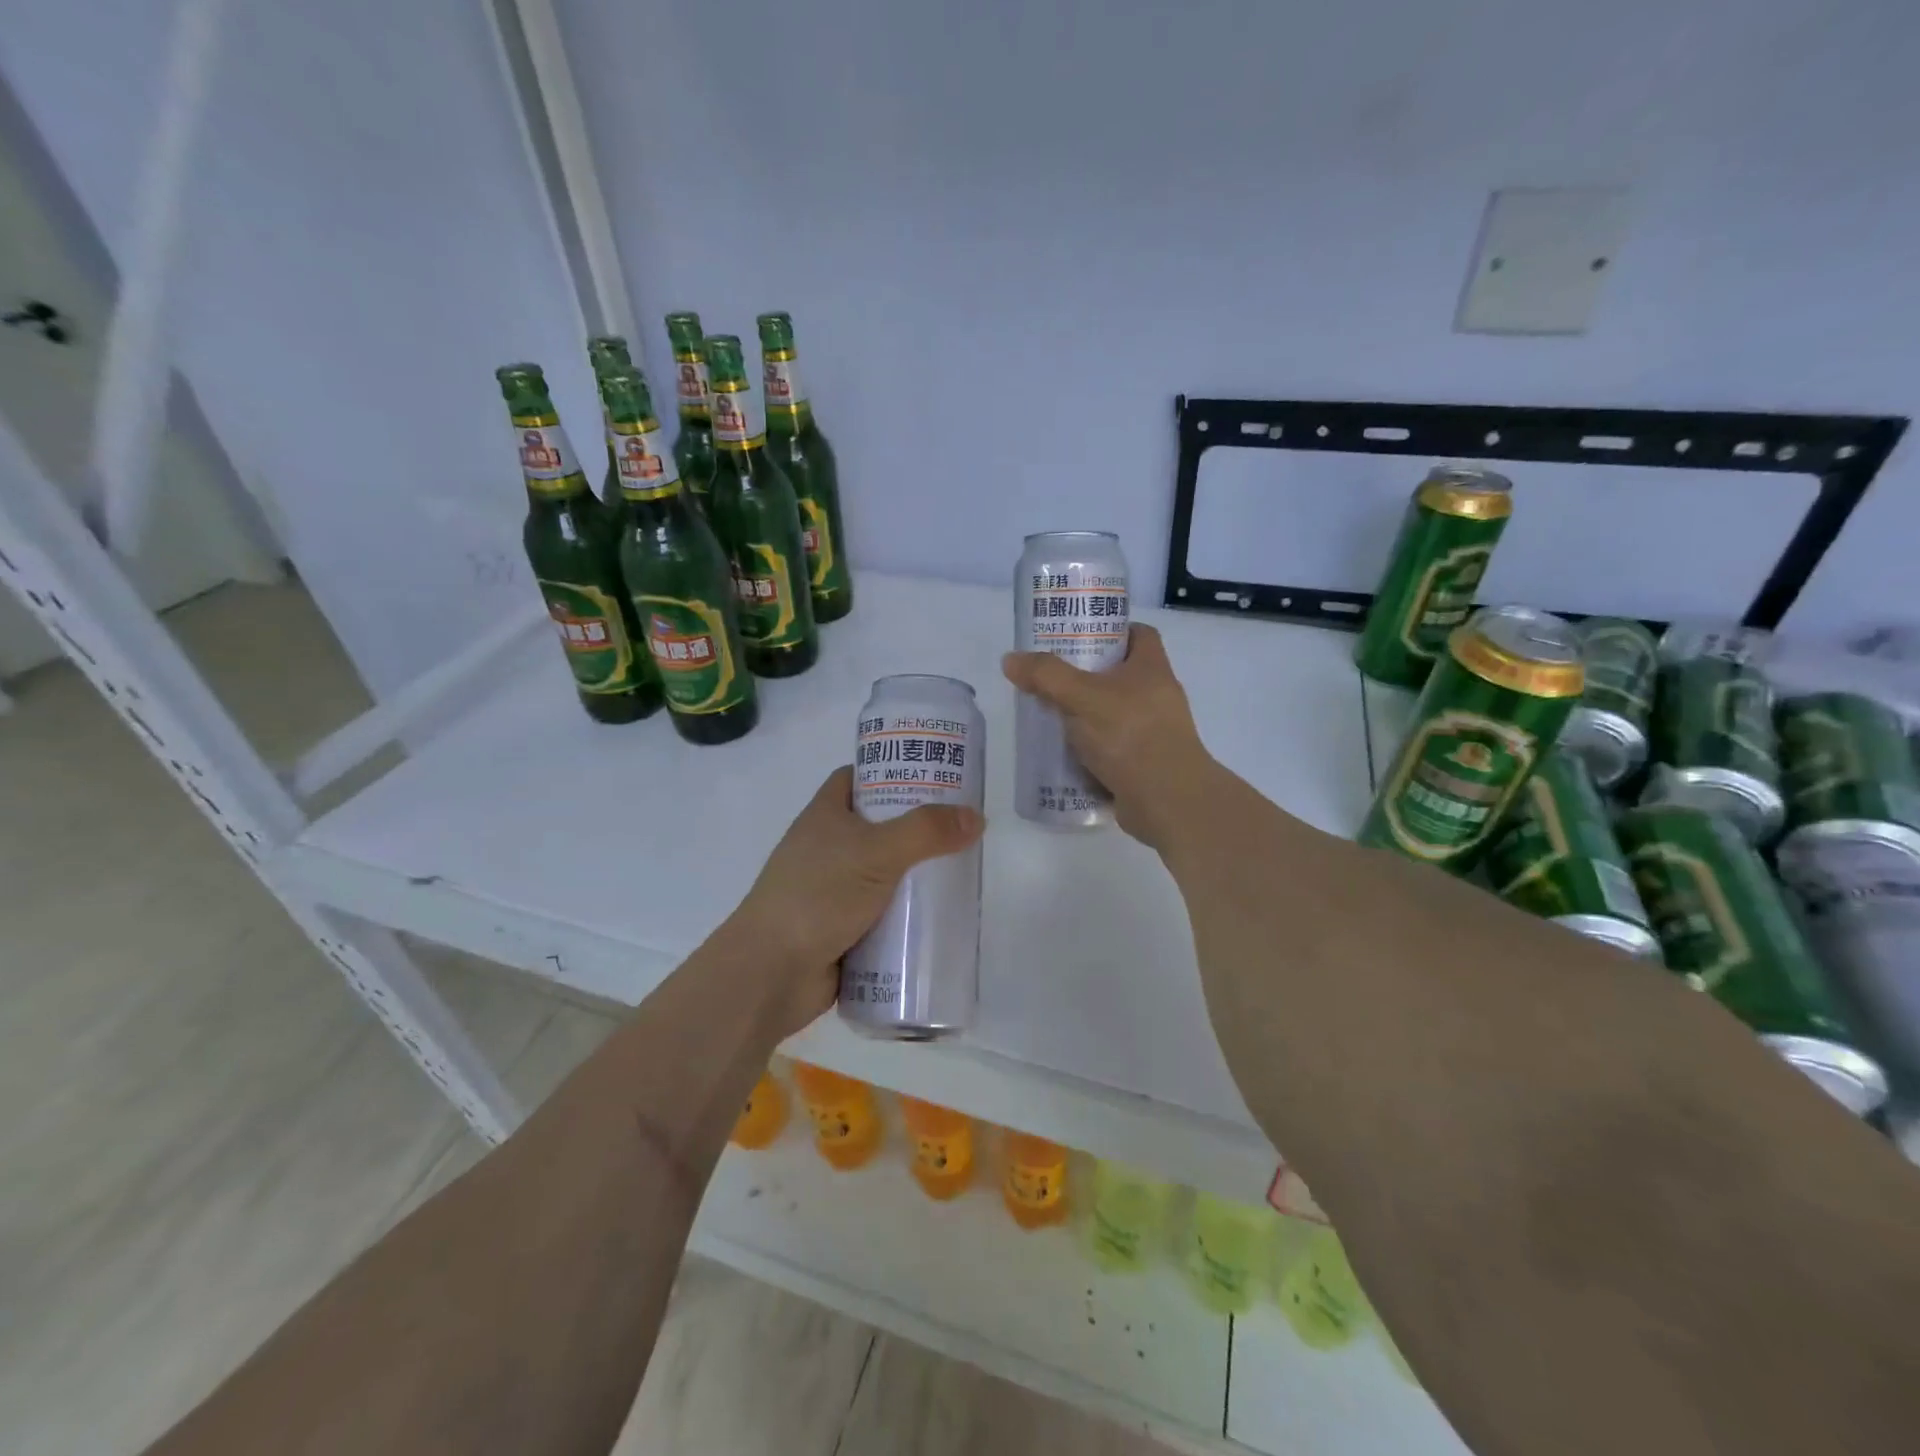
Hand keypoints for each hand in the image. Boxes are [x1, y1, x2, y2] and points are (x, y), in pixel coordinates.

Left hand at [726, 766, 984, 1036]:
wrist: (771, 972)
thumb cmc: (818, 895)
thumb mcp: (876, 852)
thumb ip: (926, 832)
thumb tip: (975, 817)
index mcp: (825, 815)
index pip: (858, 777)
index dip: (891, 771)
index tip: (932, 775)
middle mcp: (828, 847)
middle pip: (879, 825)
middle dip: (917, 826)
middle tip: (961, 826)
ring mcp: (834, 889)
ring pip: (884, 872)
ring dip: (916, 874)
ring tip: (962, 870)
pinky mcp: (842, 928)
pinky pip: (883, 912)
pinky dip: (907, 914)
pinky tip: (940, 916)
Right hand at [1001, 623, 1216, 847]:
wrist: (1167, 801)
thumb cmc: (1131, 735)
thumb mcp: (1082, 697)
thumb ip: (1046, 676)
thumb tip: (1010, 659)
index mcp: (1152, 668)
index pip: (1139, 634)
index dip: (1111, 630)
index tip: (1078, 636)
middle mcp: (1157, 696)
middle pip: (1120, 675)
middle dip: (1085, 676)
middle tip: (1049, 677)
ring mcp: (1153, 733)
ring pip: (1112, 715)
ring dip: (1083, 716)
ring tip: (1047, 715)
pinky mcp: (1143, 765)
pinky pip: (1111, 749)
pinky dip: (1088, 750)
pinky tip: (1060, 754)